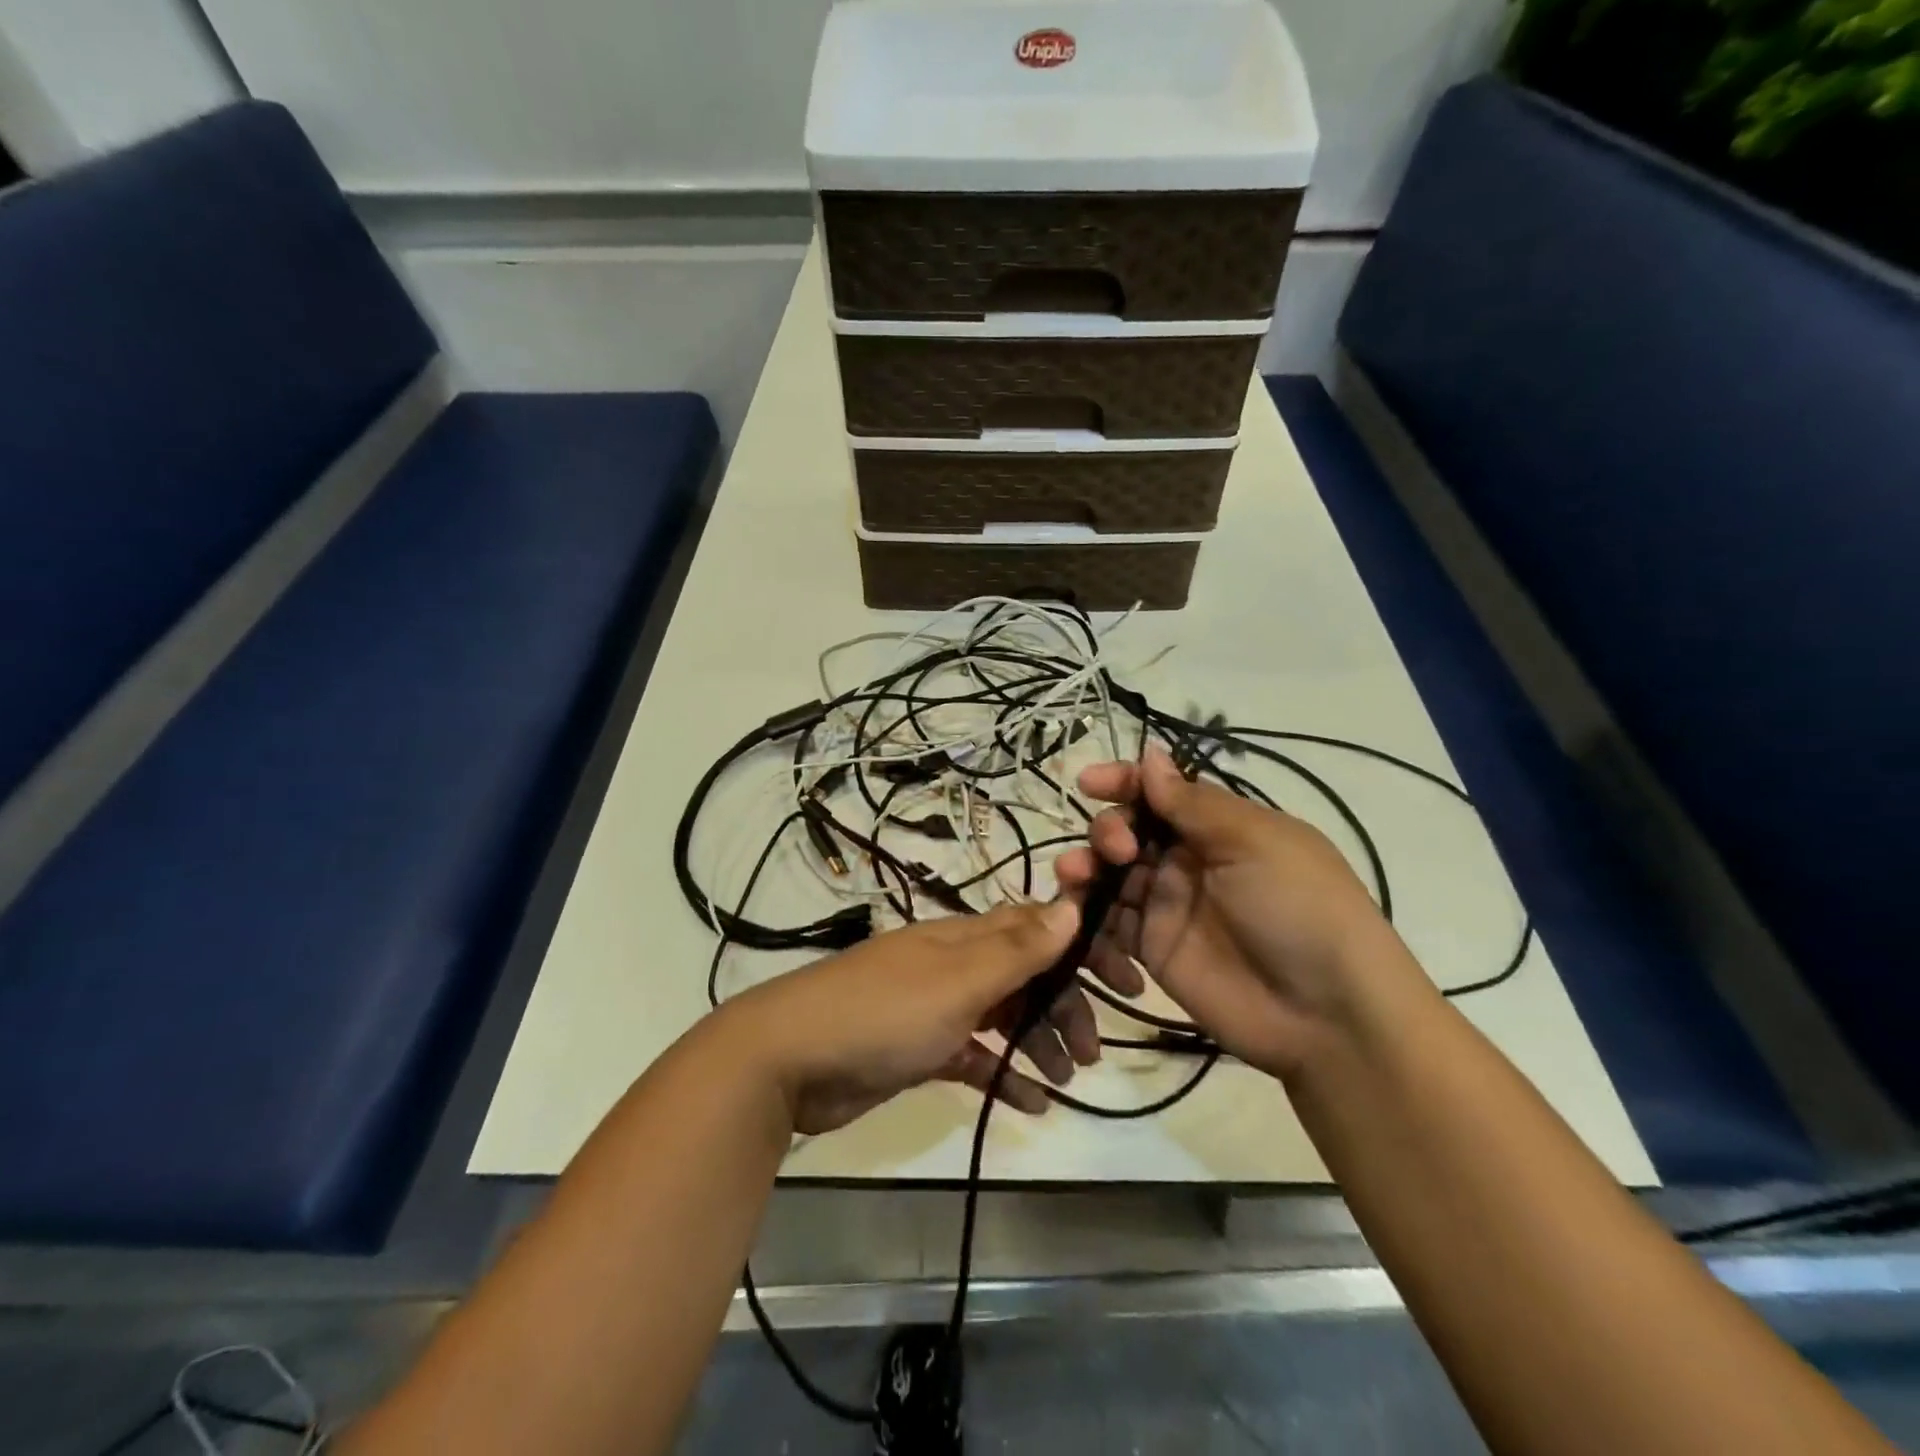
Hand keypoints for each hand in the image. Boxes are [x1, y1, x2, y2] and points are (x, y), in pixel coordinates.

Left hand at [716, 900, 1083, 1134]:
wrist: (789, 1060)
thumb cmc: (883, 1014)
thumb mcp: (957, 982)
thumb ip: (1016, 949)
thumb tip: (1071, 904)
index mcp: (963, 938)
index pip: (1035, 929)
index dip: (1081, 948)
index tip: (1123, 980)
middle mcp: (952, 965)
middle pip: (1023, 975)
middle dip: (1063, 1005)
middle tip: (1093, 1052)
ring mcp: (934, 1007)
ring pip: (1002, 1015)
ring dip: (1037, 1041)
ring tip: (1066, 1078)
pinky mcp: (918, 1049)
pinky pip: (973, 1055)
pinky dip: (1002, 1072)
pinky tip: (1029, 1103)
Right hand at [1052, 746, 1406, 1078]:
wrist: (1326, 1013)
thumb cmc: (1298, 907)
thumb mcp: (1254, 842)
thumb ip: (1192, 803)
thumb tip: (1150, 754)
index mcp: (1217, 826)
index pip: (1159, 792)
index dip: (1123, 782)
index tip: (1089, 783)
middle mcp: (1187, 859)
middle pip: (1127, 830)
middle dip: (1108, 830)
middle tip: (1118, 850)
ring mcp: (1167, 905)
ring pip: (1108, 874)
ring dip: (1085, 867)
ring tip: (1075, 875)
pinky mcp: (1151, 948)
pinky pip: (1107, 922)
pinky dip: (1086, 915)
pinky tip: (1078, 917)